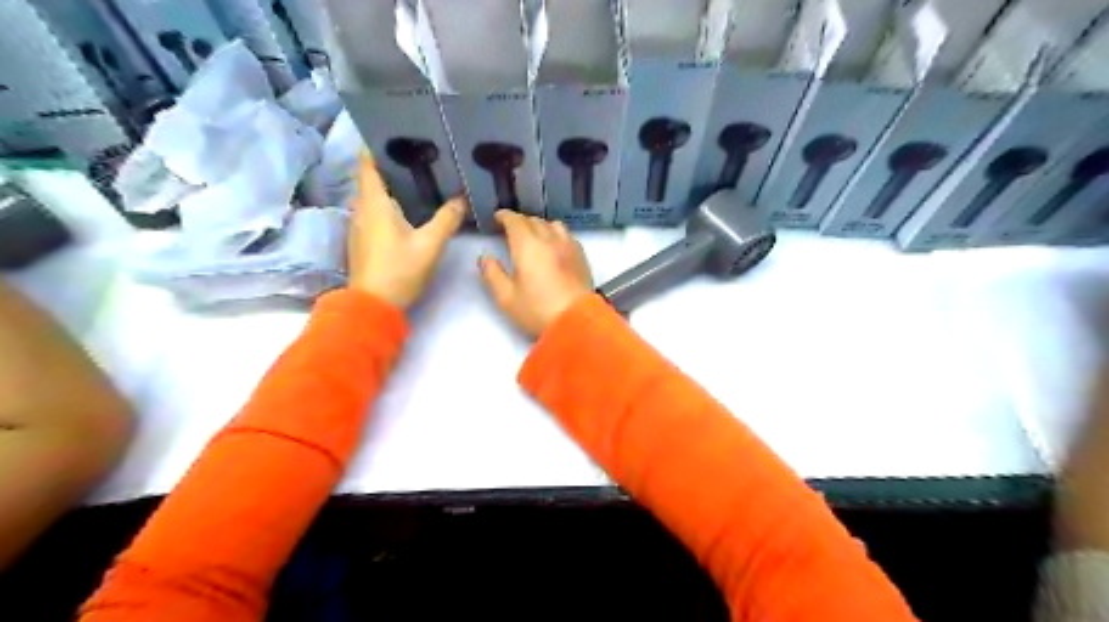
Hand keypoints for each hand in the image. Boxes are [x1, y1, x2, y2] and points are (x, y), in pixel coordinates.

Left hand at [348, 152, 464, 308]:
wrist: (373, 305)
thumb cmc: (399, 270)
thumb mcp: (429, 245)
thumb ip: (447, 219)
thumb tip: (461, 198)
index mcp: (374, 203)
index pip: (367, 163)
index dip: (376, 145)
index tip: (395, 134)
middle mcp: (361, 209)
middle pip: (370, 178)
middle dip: (389, 165)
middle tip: (417, 157)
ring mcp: (358, 226)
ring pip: (372, 196)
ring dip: (389, 186)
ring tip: (415, 180)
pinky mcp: (362, 241)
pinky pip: (373, 212)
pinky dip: (387, 204)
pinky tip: (407, 210)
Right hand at [479, 211, 593, 340]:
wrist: (577, 322)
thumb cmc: (537, 310)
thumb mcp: (506, 297)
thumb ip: (492, 274)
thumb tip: (485, 257)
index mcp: (528, 245)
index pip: (514, 221)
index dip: (504, 216)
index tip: (496, 218)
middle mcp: (549, 239)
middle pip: (533, 220)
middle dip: (520, 222)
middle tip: (510, 231)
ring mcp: (568, 246)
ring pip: (552, 225)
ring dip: (540, 226)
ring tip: (533, 236)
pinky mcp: (581, 257)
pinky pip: (567, 236)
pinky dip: (556, 234)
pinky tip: (554, 247)